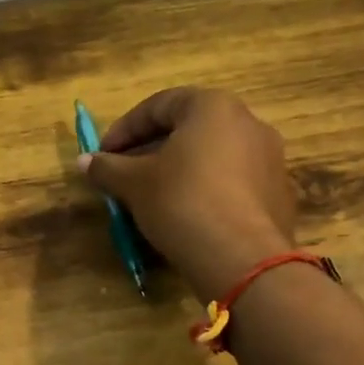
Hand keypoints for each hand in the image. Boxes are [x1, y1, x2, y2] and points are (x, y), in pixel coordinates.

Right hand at [77, 88, 297, 301]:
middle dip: (151, 149)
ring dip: (178, 170)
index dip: (124, 129)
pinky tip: (186, 216)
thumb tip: (84, 162)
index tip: (103, 154)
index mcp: (213, 107)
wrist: (241, 259)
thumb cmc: (181, 202)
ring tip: (152, 197)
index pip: (159, 105)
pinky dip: (205, 190)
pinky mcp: (278, 194)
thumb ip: (107, 168)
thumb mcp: (134, 183)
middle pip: (188, 129)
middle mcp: (248, 123)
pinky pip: (232, 182)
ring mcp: (270, 159)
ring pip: (211, 156)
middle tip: (124, 174)